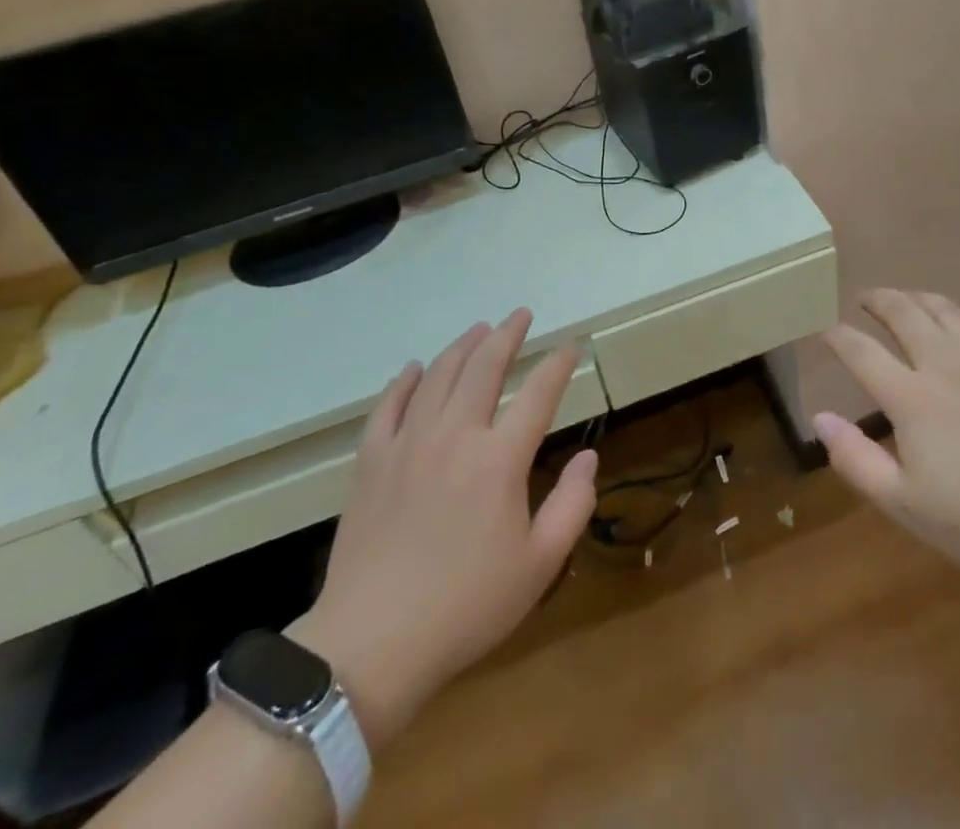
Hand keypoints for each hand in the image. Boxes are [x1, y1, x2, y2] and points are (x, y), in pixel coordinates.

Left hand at [290, 310, 596, 743]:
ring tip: (478, 329)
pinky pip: (388, 406)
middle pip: (484, 367)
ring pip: (438, 376)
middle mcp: (455, 435)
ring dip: (462, 347)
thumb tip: (587, 457)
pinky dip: (404, 381)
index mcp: (499, 459)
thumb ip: (572, 505)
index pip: (538, 394)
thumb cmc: (466, 607)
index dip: (557, 365)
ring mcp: (408, 444)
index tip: (569, 347)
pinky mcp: (371, 462)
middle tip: (520, 315)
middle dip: (507, 335)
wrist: (371, 645)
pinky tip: (413, 368)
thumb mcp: (539, 565)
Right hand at [815, 289, 959, 596]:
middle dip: (878, 300)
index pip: (861, 351)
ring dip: (918, 298)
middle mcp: (945, 363)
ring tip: (906, 300)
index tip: (826, 332)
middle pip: (903, 312)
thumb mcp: (905, 505)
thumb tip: (820, 418)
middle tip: (865, 300)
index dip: (838, 337)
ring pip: (945, 308)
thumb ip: (856, 459)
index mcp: (911, 397)